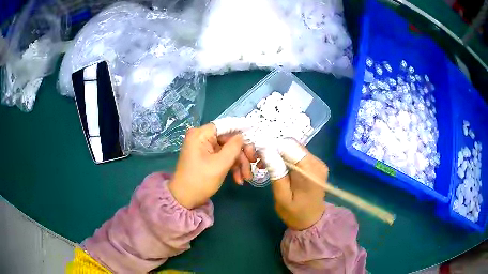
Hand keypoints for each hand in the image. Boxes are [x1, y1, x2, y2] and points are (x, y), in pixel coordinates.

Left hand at [169, 121, 256, 208]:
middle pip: (228, 139)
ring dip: (239, 163)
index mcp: (201, 134)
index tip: (255, 140)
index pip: (226, 126)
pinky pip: (223, 157)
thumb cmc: (200, 181)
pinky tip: (238, 179)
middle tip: (253, 164)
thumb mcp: (220, 164)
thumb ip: (234, 147)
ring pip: (228, 150)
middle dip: (241, 154)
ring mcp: (204, 148)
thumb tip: (242, 136)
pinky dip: (232, 167)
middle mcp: (201, 137)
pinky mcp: (207, 158)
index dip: (241, 132)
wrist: (185, 199)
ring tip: (246, 178)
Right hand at [261, 139, 327, 230]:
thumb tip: (266, 151)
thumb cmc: (295, 213)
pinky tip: (277, 166)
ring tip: (265, 165)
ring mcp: (318, 163)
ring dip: (279, 153)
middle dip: (275, 149)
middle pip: (293, 146)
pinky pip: (298, 155)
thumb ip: (276, 173)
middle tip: (259, 160)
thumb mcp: (281, 197)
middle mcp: (317, 163)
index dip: (273, 145)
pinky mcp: (316, 165)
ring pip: (294, 149)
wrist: (312, 221)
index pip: (290, 147)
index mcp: (310, 171)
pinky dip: (286, 158)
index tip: (257, 151)